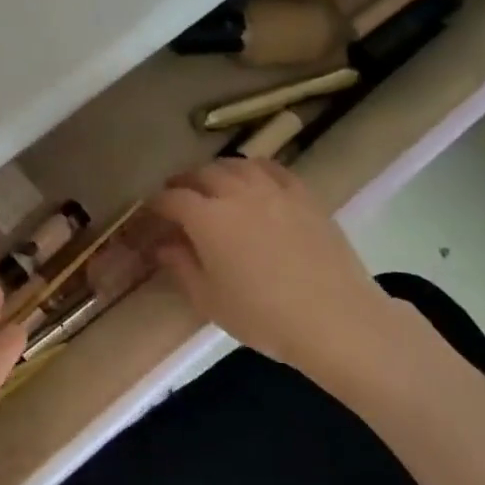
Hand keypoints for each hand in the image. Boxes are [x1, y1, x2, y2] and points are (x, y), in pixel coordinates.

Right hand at [148, 159, 402, 383]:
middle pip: (204, 173)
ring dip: (218, 171)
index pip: (172, 199)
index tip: (150, 213)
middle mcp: (238, 194)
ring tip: (213, 185)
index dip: (156, 204)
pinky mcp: (306, 198)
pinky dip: (255, 170)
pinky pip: (274, 170)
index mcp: (207, 219)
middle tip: (177, 195)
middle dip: (185, 182)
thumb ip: (181, 266)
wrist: (334, 319)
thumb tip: (164, 245)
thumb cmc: (261, 316)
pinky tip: (255, 182)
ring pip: (239, 165)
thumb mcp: (208, 299)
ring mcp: (275, 192)